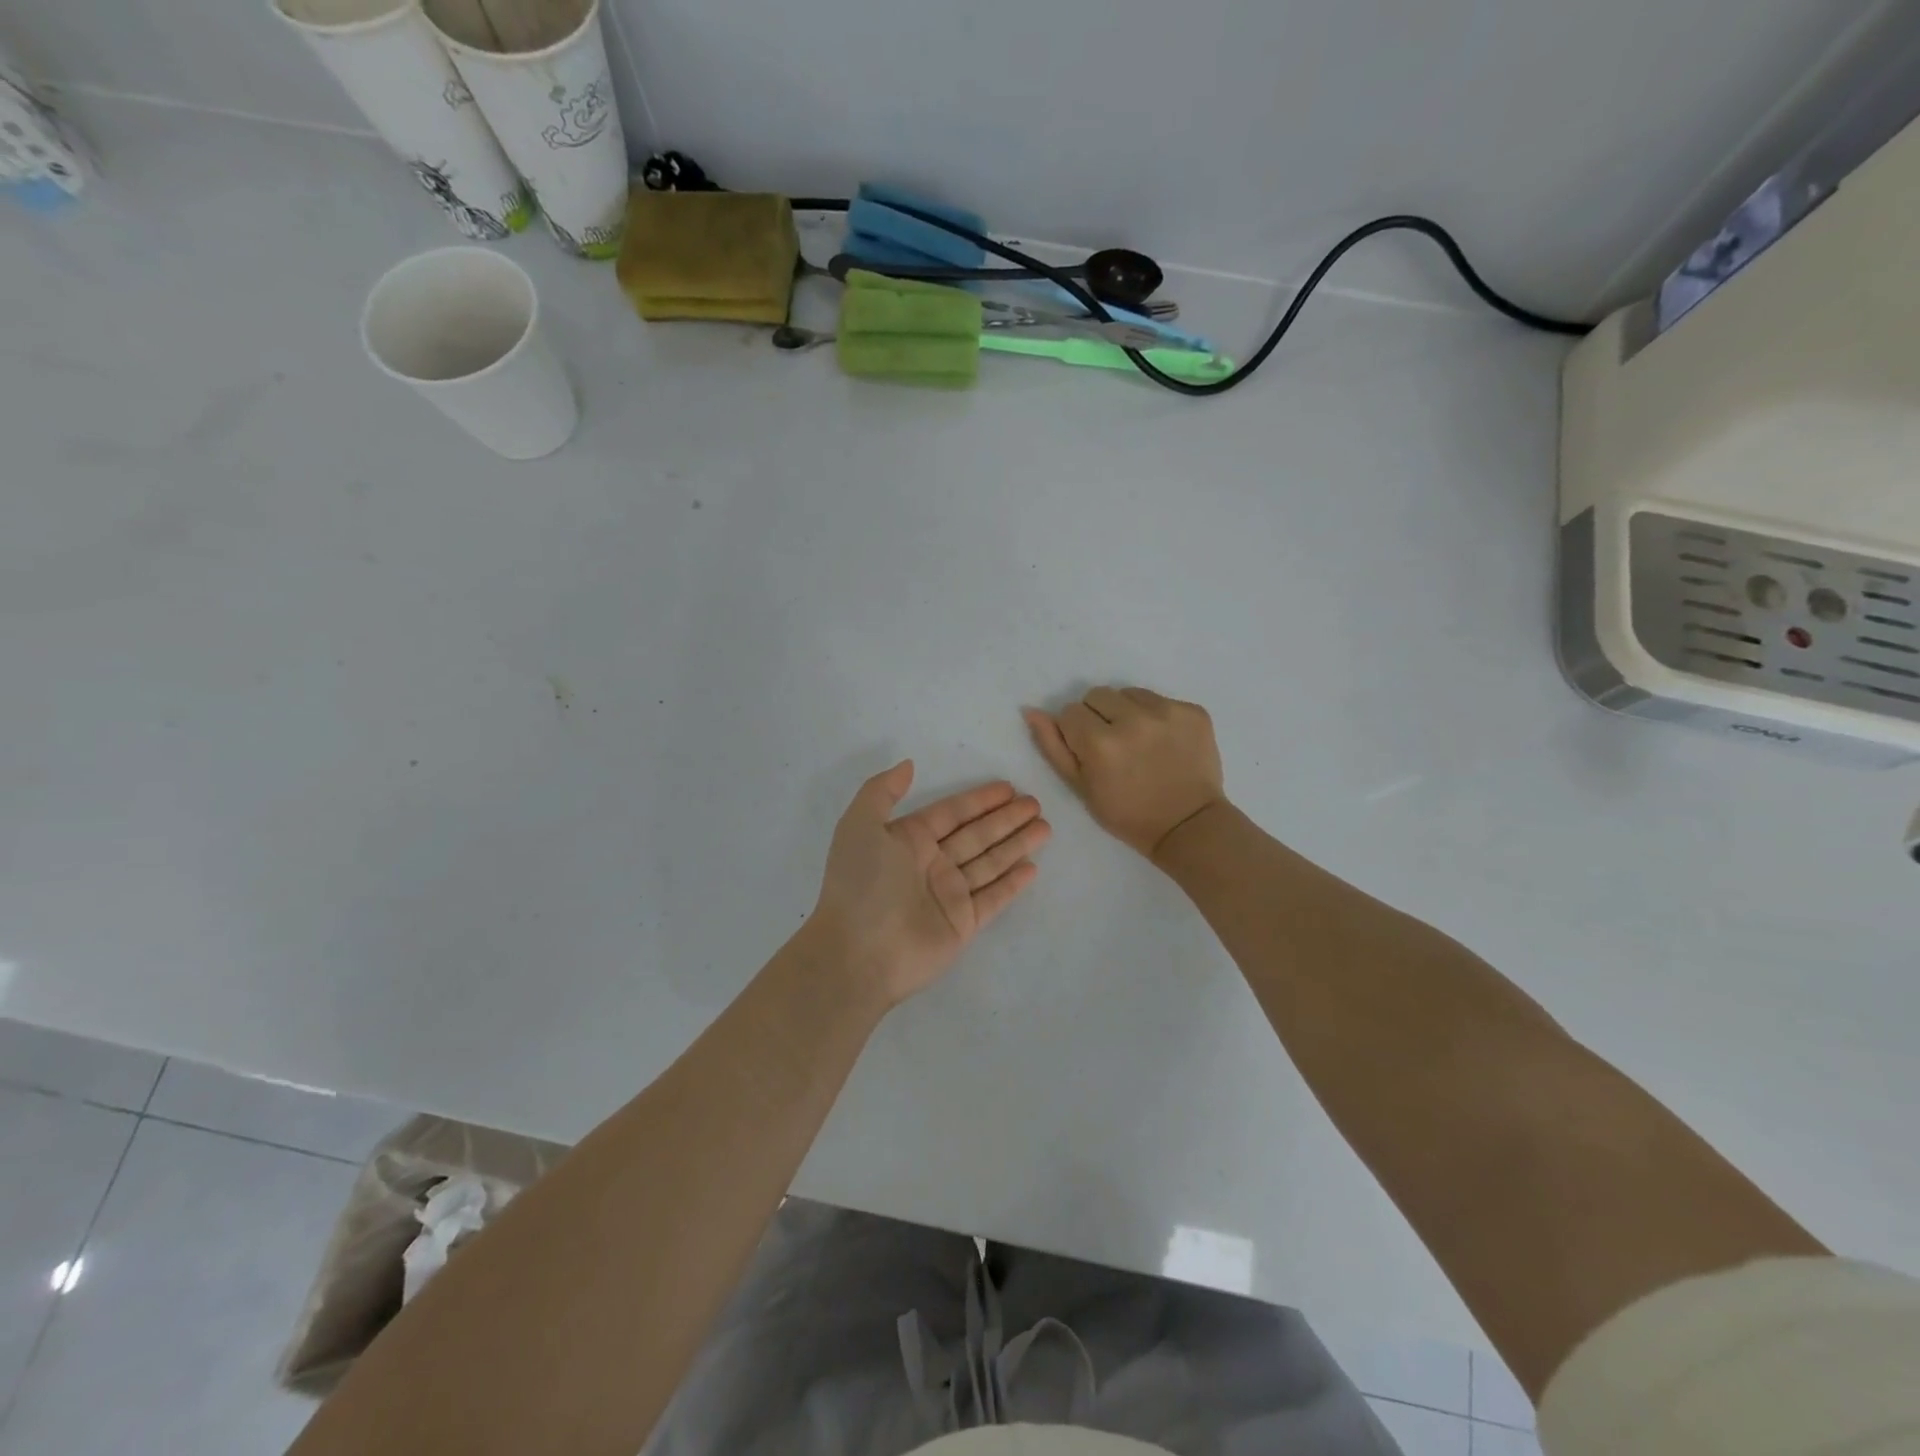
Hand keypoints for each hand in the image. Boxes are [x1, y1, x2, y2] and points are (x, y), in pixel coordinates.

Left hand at [809, 762, 1049, 1008]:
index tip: (1008, 788)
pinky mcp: (962, 923)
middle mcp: (931, 864)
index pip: (952, 813)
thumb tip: (908, 765)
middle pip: (977, 835)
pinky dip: (1012, 884)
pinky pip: (993, 898)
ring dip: (1016, 845)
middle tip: (1036, 803)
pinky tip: (1032, 868)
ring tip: (1045, 827)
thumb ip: (882, 791)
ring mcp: (948, 895)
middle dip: (1006, 819)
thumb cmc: (861, 883)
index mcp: (908, 840)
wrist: (858, 953)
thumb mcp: (859, 825)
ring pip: (990, 862)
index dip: (979, 800)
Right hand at [1023, 687, 1225, 859]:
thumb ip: (1053, 747)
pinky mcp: (1193, 711)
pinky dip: (1157, 716)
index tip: (1088, 751)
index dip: (1075, 732)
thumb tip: (1032, 712)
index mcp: (1100, 743)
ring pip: (1129, 693)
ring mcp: (1167, 712)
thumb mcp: (1080, 788)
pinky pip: (1161, 700)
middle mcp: (1133, 720)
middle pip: (1098, 695)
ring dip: (1127, 712)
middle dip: (1098, 716)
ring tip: (1139, 742)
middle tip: (1113, 746)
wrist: (1189, 826)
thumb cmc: (1127, 814)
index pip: (1070, 712)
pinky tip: (1163, 742)